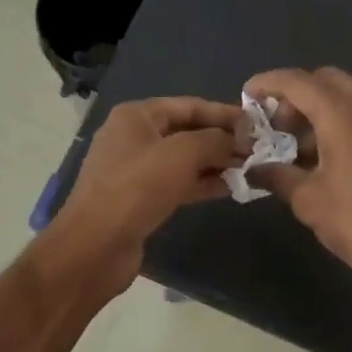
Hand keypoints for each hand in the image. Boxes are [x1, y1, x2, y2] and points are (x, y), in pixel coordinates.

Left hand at [42, 96, 244, 298]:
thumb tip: (237, 141)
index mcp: (136, 116)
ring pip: (184, 159)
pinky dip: (202, 183)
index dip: (224, 113)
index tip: (257, 124)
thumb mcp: (182, 154)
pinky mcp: (140, 198)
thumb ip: (214, 140)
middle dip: (221, 140)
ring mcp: (135, 169)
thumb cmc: (137, 188)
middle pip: (187, 131)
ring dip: (215, 163)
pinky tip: (230, 188)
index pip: (189, 105)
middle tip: (257, 150)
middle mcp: (133, 137)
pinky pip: (177, 183)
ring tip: (249, 169)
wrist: (95, 246)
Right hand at [244, 68, 351, 294]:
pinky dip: (340, 120)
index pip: (298, 82)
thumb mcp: (308, 200)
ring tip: (299, 148)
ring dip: (319, 109)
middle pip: (325, 80)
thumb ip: (277, 175)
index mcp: (343, 115)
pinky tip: (327, 155)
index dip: (269, 83)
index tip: (248, 94)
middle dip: (296, 94)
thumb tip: (253, 169)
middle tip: (277, 126)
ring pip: (347, 95)